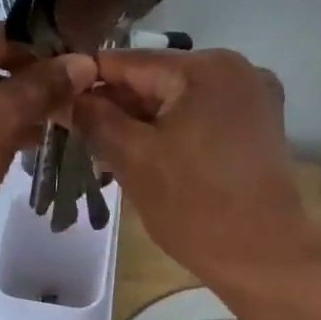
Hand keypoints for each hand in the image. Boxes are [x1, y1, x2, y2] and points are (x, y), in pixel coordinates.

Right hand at [73, 48, 320, 287]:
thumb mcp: (133, 158)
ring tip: (107, 154)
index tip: (55, 103)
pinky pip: (202, 116)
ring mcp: (253, 97)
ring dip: (143, 123)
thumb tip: (63, 96)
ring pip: (178, 100)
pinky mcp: (259, 126)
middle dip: (116, 107)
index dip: (86, 81)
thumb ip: (94, 118)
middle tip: (79, 138)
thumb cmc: (195, 206)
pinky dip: (173, 131)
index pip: (128, 62)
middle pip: (156, 79)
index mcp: (205, 67)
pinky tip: (148, 158)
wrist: (265, 258)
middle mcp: (235, 68)